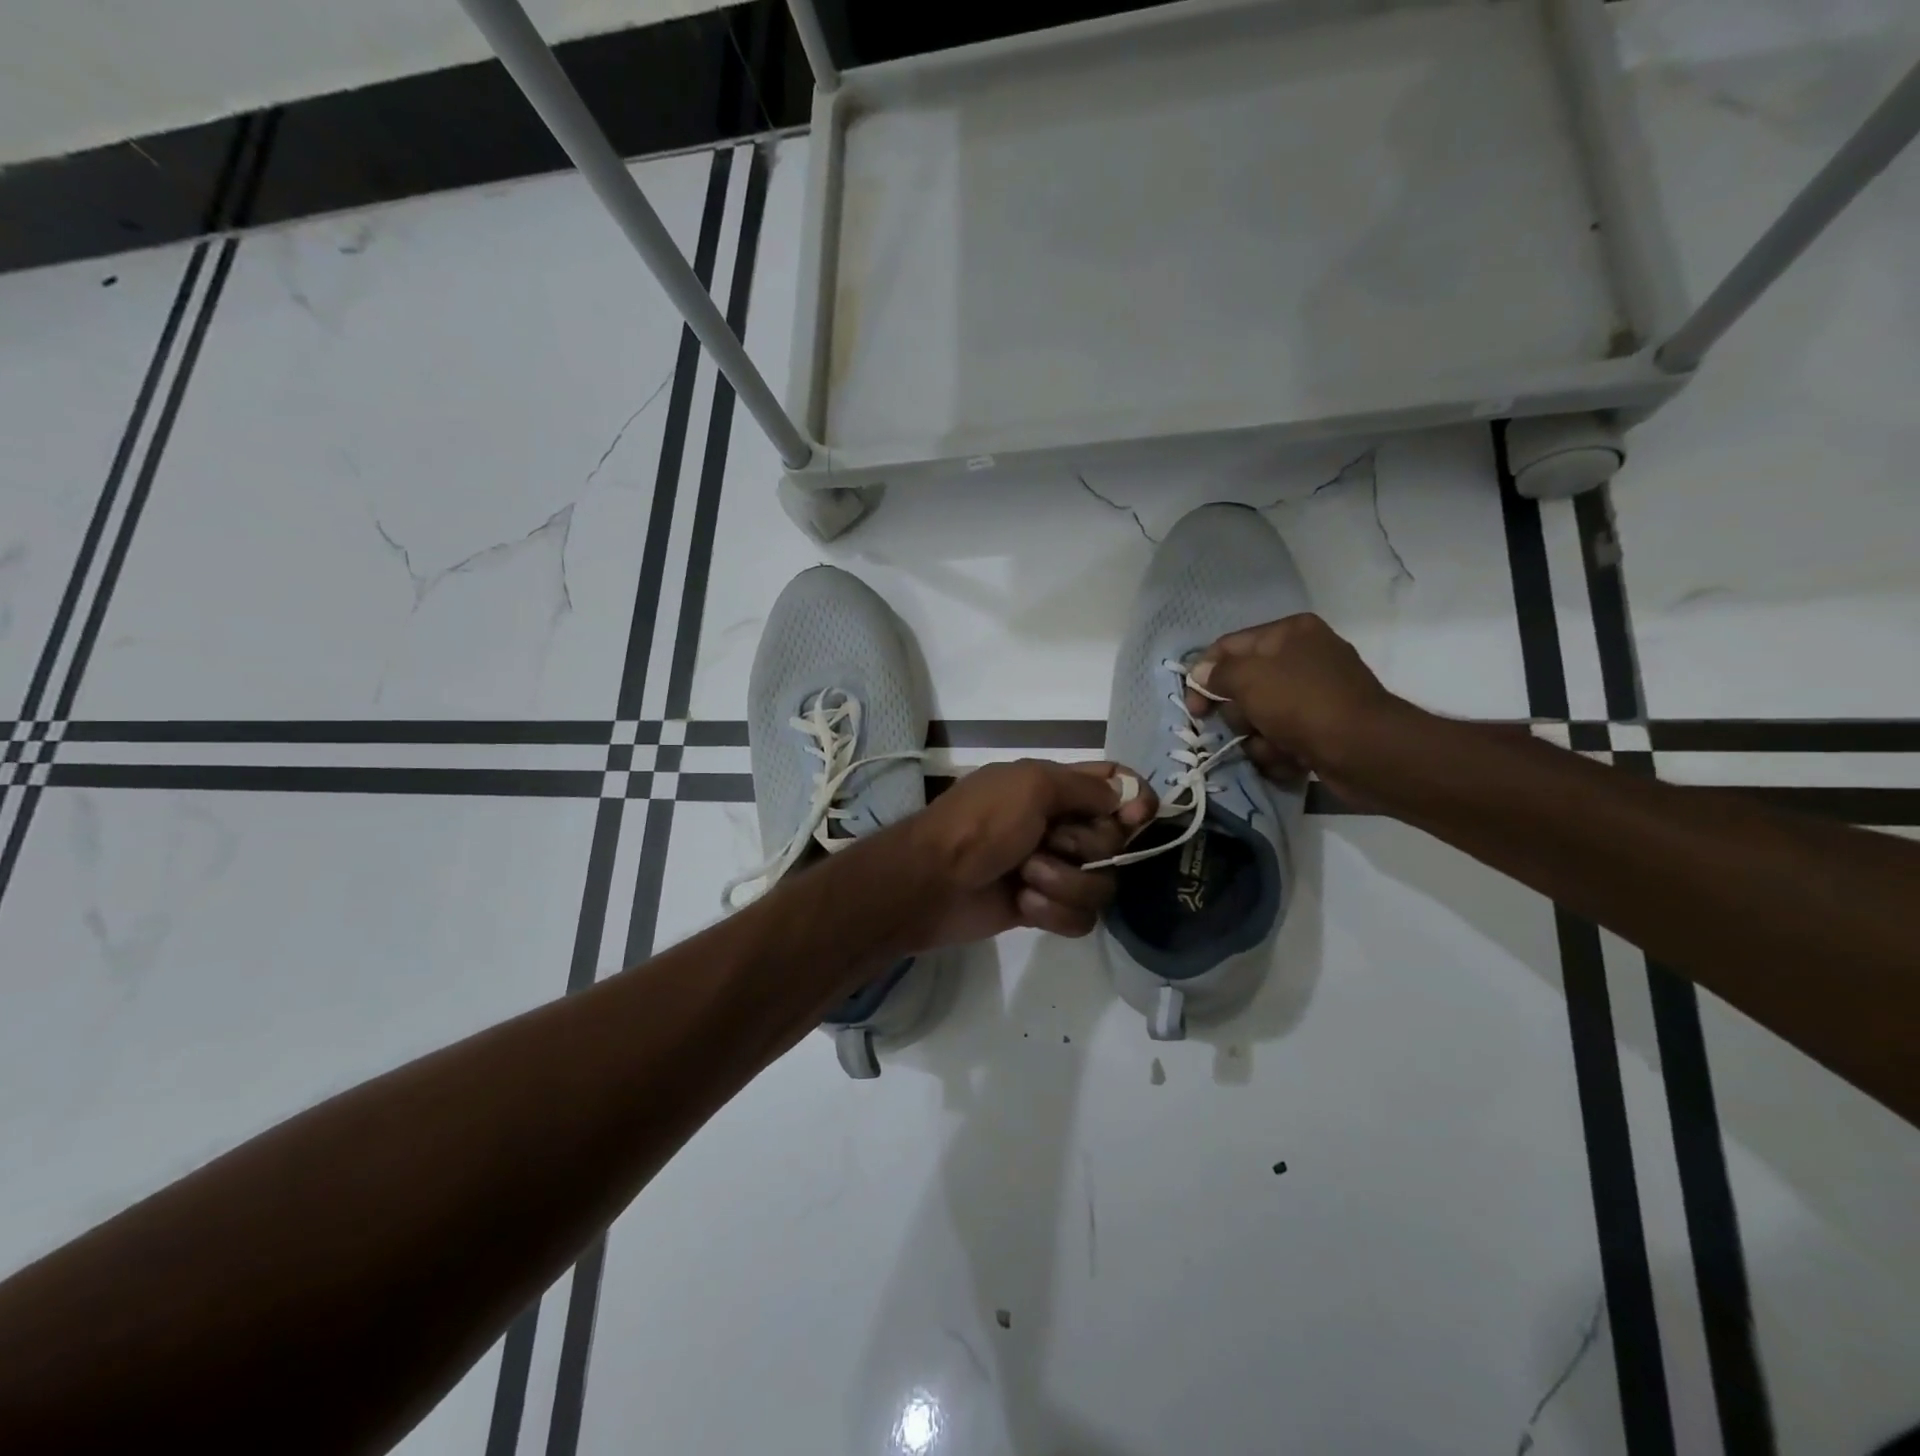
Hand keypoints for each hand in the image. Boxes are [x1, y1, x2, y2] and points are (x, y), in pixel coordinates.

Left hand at [903, 759, 1157, 948]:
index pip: (1115, 786)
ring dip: (1064, 883)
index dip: (1135, 799)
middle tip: (1046, 842)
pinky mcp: (1044, 908)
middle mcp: (1061, 826)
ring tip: (1024, 878)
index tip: (1138, 817)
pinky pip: (1082, 918)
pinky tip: (1022, 904)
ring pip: (1102, 884)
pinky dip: (1054, 912)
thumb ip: (1084, 787)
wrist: (930, 883)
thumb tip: (1124, 797)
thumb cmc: (979, 824)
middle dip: (1083, 847)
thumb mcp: (1030, 785)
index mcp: (1055, 787)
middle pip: (1115, 841)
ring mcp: (1054, 869)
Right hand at [1183, 613, 1399, 791]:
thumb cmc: (1302, 704)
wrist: (1365, 751)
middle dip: (1238, 714)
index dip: (1203, 675)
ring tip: (1275, 747)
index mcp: (1290, 632)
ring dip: (1258, 739)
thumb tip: (1202, 674)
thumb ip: (1218, 673)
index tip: (1193, 707)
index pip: (1229, 646)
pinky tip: (1292, 759)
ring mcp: (1315, 695)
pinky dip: (1280, 753)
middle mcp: (1304, 657)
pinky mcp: (1322, 729)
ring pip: (1260, 718)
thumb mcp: (1249, 679)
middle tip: (1246, 726)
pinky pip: (1282, 739)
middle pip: (1243, 686)